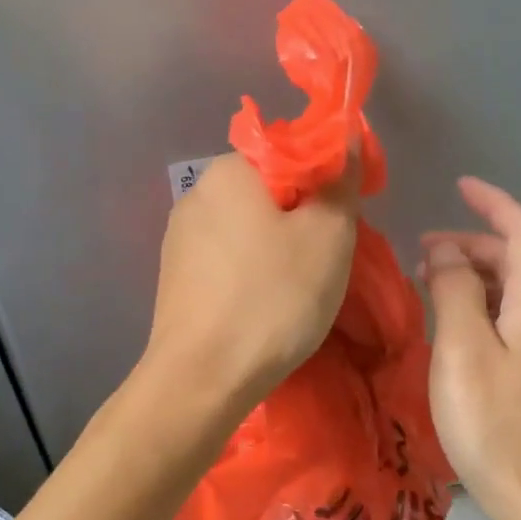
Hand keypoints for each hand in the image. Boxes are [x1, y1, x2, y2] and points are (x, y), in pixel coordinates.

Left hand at [143, 153, 358, 416]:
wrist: (202, 379)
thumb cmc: (273, 299)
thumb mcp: (328, 236)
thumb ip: (339, 183)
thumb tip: (343, 140)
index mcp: (228, 171)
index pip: (291, 153)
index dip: (327, 182)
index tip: (346, 221)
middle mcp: (196, 195)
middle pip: (267, 193)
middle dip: (301, 219)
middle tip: (327, 261)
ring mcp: (178, 241)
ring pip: (246, 231)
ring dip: (276, 251)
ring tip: (297, 291)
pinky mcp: (174, 280)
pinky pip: (226, 263)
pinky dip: (250, 276)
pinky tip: (262, 308)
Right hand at [421, 178, 520, 519]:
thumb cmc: (494, 421)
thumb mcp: (463, 348)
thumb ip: (453, 291)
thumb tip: (443, 253)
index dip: (493, 202)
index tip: (459, 187)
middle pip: (517, 260)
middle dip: (472, 242)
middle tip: (422, 250)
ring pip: (509, 292)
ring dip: (471, 275)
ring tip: (426, 282)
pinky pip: (504, 322)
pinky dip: (475, 307)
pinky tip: (447, 327)